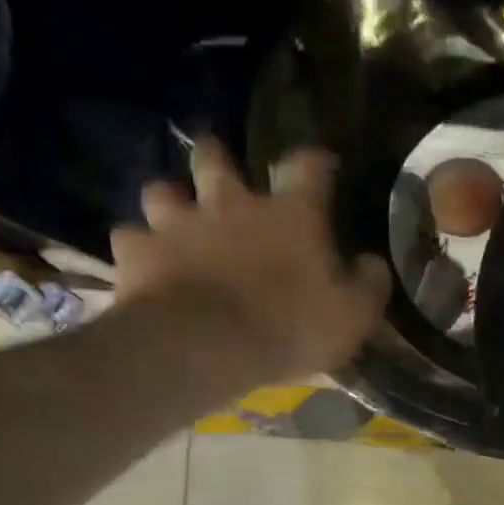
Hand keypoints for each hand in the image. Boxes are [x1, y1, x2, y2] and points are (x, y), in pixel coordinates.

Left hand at [111, 142, 389, 387]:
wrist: (206, 347)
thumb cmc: (290, 328)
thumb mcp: (353, 315)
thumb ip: (368, 284)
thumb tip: (372, 262)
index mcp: (290, 215)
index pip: (308, 167)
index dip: (317, 162)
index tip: (322, 165)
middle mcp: (231, 204)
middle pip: (216, 159)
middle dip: (217, 157)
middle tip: (219, 169)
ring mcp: (178, 224)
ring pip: (162, 190)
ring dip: (170, 200)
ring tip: (175, 218)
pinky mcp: (138, 252)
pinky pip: (131, 238)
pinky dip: (139, 247)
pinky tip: (145, 262)